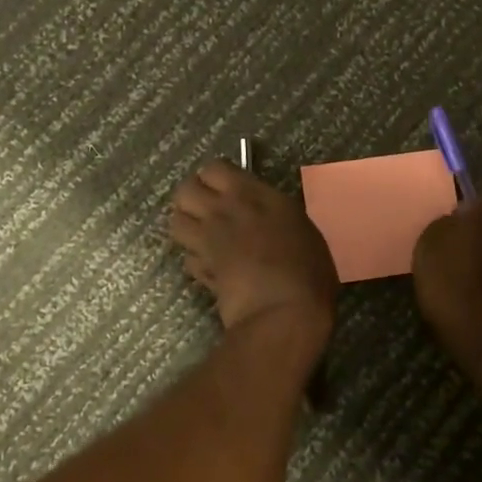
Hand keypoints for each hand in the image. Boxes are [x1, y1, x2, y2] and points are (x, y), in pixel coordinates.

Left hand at [169, 160, 338, 349]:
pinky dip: (196, 260)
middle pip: (184, 190)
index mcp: (251, 194)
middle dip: (191, 196)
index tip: (227, 187)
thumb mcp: (300, 226)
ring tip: (205, 235)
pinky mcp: (201, 271)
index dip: (215, 177)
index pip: (214, 168)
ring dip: (187, 225)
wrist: (282, 313)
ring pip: (175, 221)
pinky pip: (187, 257)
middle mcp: (223, 212)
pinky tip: (212, 267)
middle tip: (209, 208)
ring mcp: (208, 242)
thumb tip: (266, 216)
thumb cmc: (306, 267)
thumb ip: (275, 214)